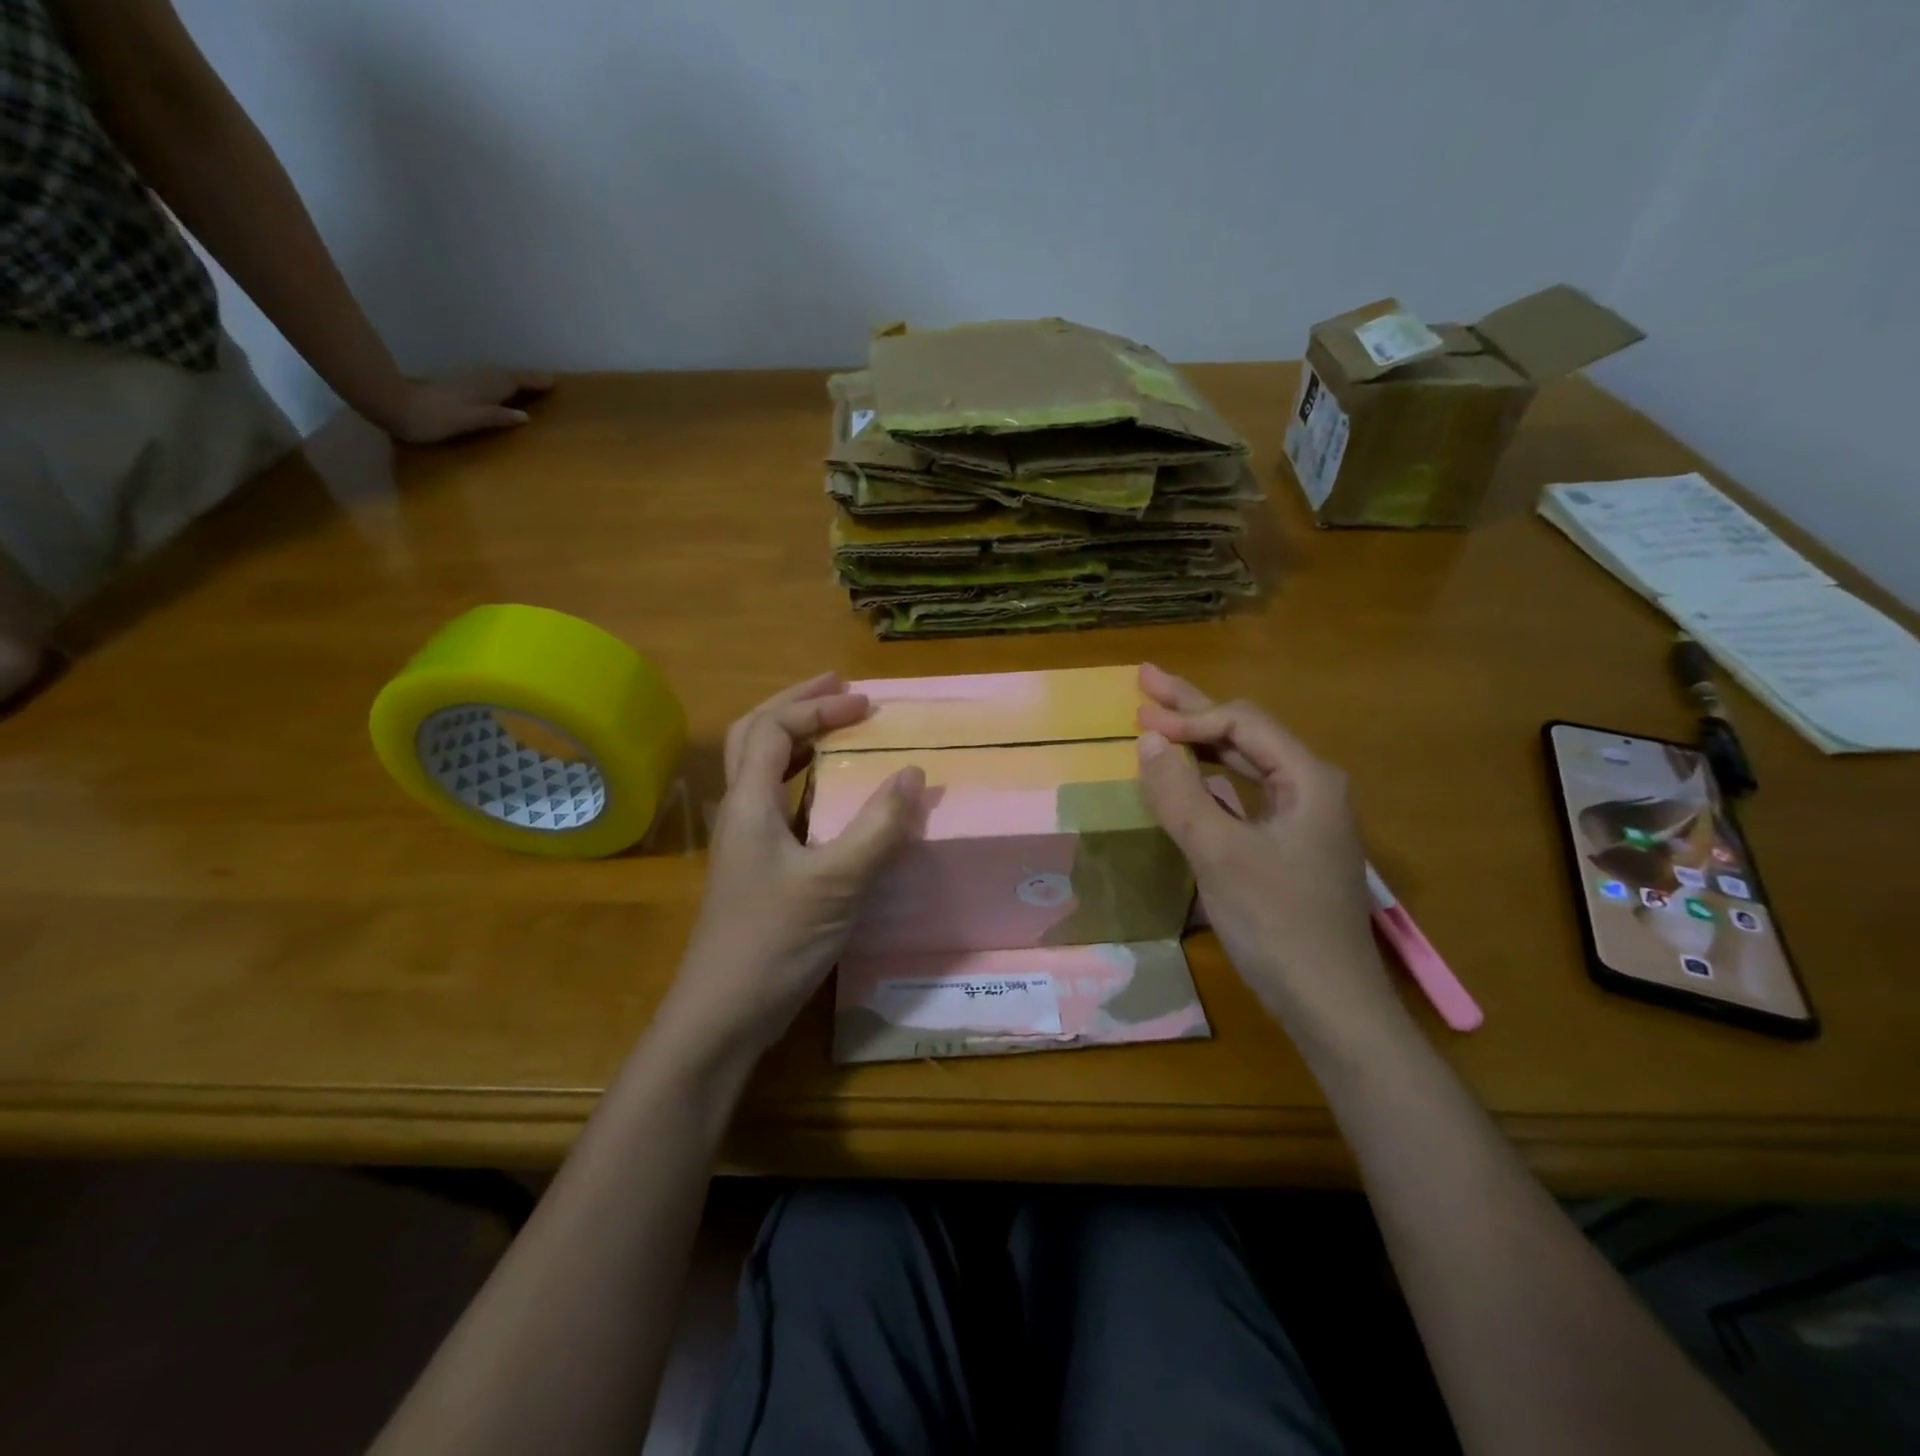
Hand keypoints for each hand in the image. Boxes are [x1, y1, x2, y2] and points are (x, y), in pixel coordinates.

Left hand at [371, 367, 555, 443]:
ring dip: (514, 378)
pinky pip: (488, 380)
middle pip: (508, 375)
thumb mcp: (469, 420)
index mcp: (485, 388)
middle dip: (528, 378)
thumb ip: (497, 416)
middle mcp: (478, 380)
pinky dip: (501, 382)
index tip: (555, 382)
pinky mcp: (456, 385)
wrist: (395, 406)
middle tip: (547, 382)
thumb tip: (526, 416)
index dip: (535, 382)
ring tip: (529, 385)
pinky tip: (500, 389)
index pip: (516, 382)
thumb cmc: (435, 418)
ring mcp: (466, 380)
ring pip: (497, 376)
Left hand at [663, 673, 923, 1060]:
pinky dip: (802, 780)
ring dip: (796, 738)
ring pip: (761, 769)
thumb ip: (877, 827)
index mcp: (749, 803)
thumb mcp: (837, 883)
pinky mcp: (756, 868)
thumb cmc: (774, 942)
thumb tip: (914, 773)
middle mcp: (740, 812)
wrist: (722, 1015)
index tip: (867, 705)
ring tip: (835, 726)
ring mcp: (745, 841)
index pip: (774, 728)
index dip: (818, 707)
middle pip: (755, 736)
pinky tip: (828, 795)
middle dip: (797, 704)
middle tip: (840, 689)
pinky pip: (776, 802)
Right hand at [1134, 664, 1399, 1035]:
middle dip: (1193, 708)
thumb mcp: (1220, 854)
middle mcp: (1312, 787)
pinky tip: (1193, 775)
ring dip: (1202, 742)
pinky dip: (1212, 779)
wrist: (1329, 1003)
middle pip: (1246, 733)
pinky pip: (1246, 795)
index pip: (1241, 724)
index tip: (1138, 722)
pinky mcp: (1290, 846)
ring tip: (1161, 719)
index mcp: (1309, 778)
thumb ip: (1181, 794)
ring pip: (1247, 764)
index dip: (1188, 717)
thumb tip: (1148, 740)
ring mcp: (1304, 818)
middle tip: (1146, 679)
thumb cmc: (1277, 923)